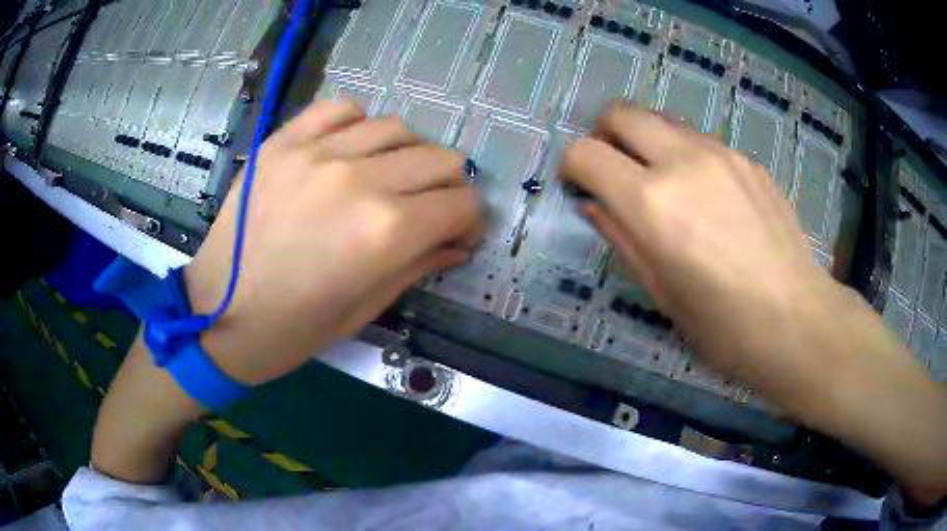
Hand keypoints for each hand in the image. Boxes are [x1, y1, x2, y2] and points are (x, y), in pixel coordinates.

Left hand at [186, 100, 482, 384]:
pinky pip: (341, 109)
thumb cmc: (292, 329)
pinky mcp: (285, 141)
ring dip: (407, 154)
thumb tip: (457, 244)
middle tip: (429, 209)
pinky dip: (358, 125)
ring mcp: (318, 153)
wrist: (217, 314)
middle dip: (447, 187)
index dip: (470, 220)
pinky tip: (351, 149)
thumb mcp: (365, 309)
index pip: (461, 204)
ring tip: (389, 178)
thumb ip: (419, 266)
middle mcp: (359, 180)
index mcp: (385, 233)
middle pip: (439, 159)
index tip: (459, 233)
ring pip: (397, 128)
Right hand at [561, 103, 825, 391]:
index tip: (581, 186)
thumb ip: (621, 238)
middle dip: (604, 134)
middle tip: (614, 170)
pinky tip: (709, 198)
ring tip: (665, 185)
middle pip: (621, 113)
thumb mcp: (660, 293)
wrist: (796, 318)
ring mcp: (721, 153)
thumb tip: (595, 204)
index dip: (572, 166)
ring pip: (663, 120)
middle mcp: (683, 161)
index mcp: (652, 202)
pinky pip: (701, 141)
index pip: (586, 153)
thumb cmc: (723, 325)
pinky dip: (687, 156)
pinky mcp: (748, 159)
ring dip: (648, 142)